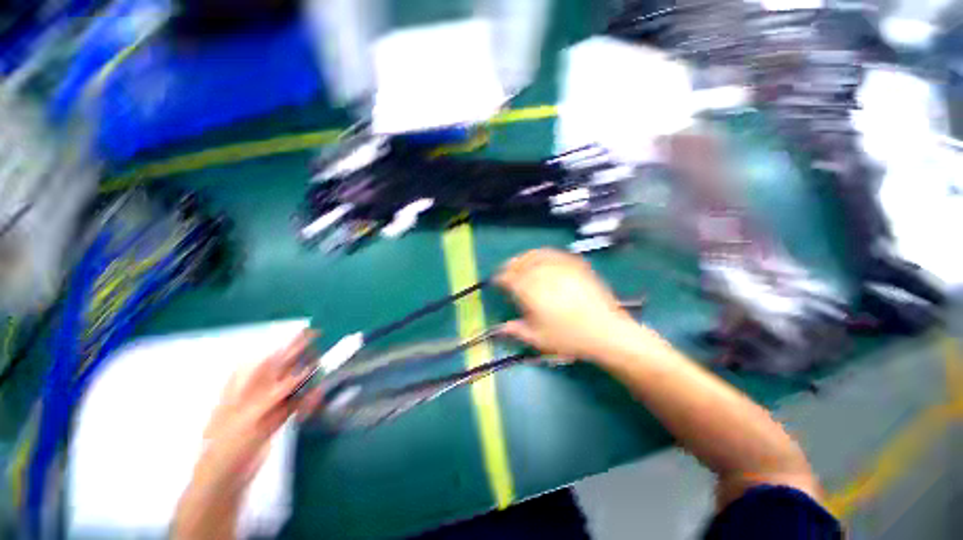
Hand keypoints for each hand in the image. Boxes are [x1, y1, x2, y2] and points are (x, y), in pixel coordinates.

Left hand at [173, 330, 320, 539]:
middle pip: (286, 367)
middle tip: (321, 361)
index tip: (312, 334)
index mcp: (244, 382)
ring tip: (317, 392)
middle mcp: (258, 388)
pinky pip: (298, 402)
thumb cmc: (228, 444)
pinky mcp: (278, 416)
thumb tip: (300, 374)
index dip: (291, 344)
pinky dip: (307, 402)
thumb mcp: (249, 417)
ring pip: (295, 384)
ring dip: (308, 385)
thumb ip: (274, 394)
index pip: (271, 356)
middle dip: (304, 364)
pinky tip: (313, 404)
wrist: (226, 476)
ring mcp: (269, 402)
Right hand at [495, 249, 637, 360]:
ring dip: (524, 257)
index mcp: (530, 291)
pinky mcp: (575, 264)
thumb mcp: (538, 339)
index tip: (496, 282)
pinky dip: (543, 254)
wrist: (605, 331)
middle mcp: (542, 274)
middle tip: (506, 272)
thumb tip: (500, 327)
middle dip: (510, 266)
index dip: (500, 278)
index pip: (508, 278)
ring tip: (521, 262)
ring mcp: (560, 266)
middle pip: (520, 263)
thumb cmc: (568, 337)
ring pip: (536, 255)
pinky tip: (543, 259)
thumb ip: (516, 330)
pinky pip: (554, 253)